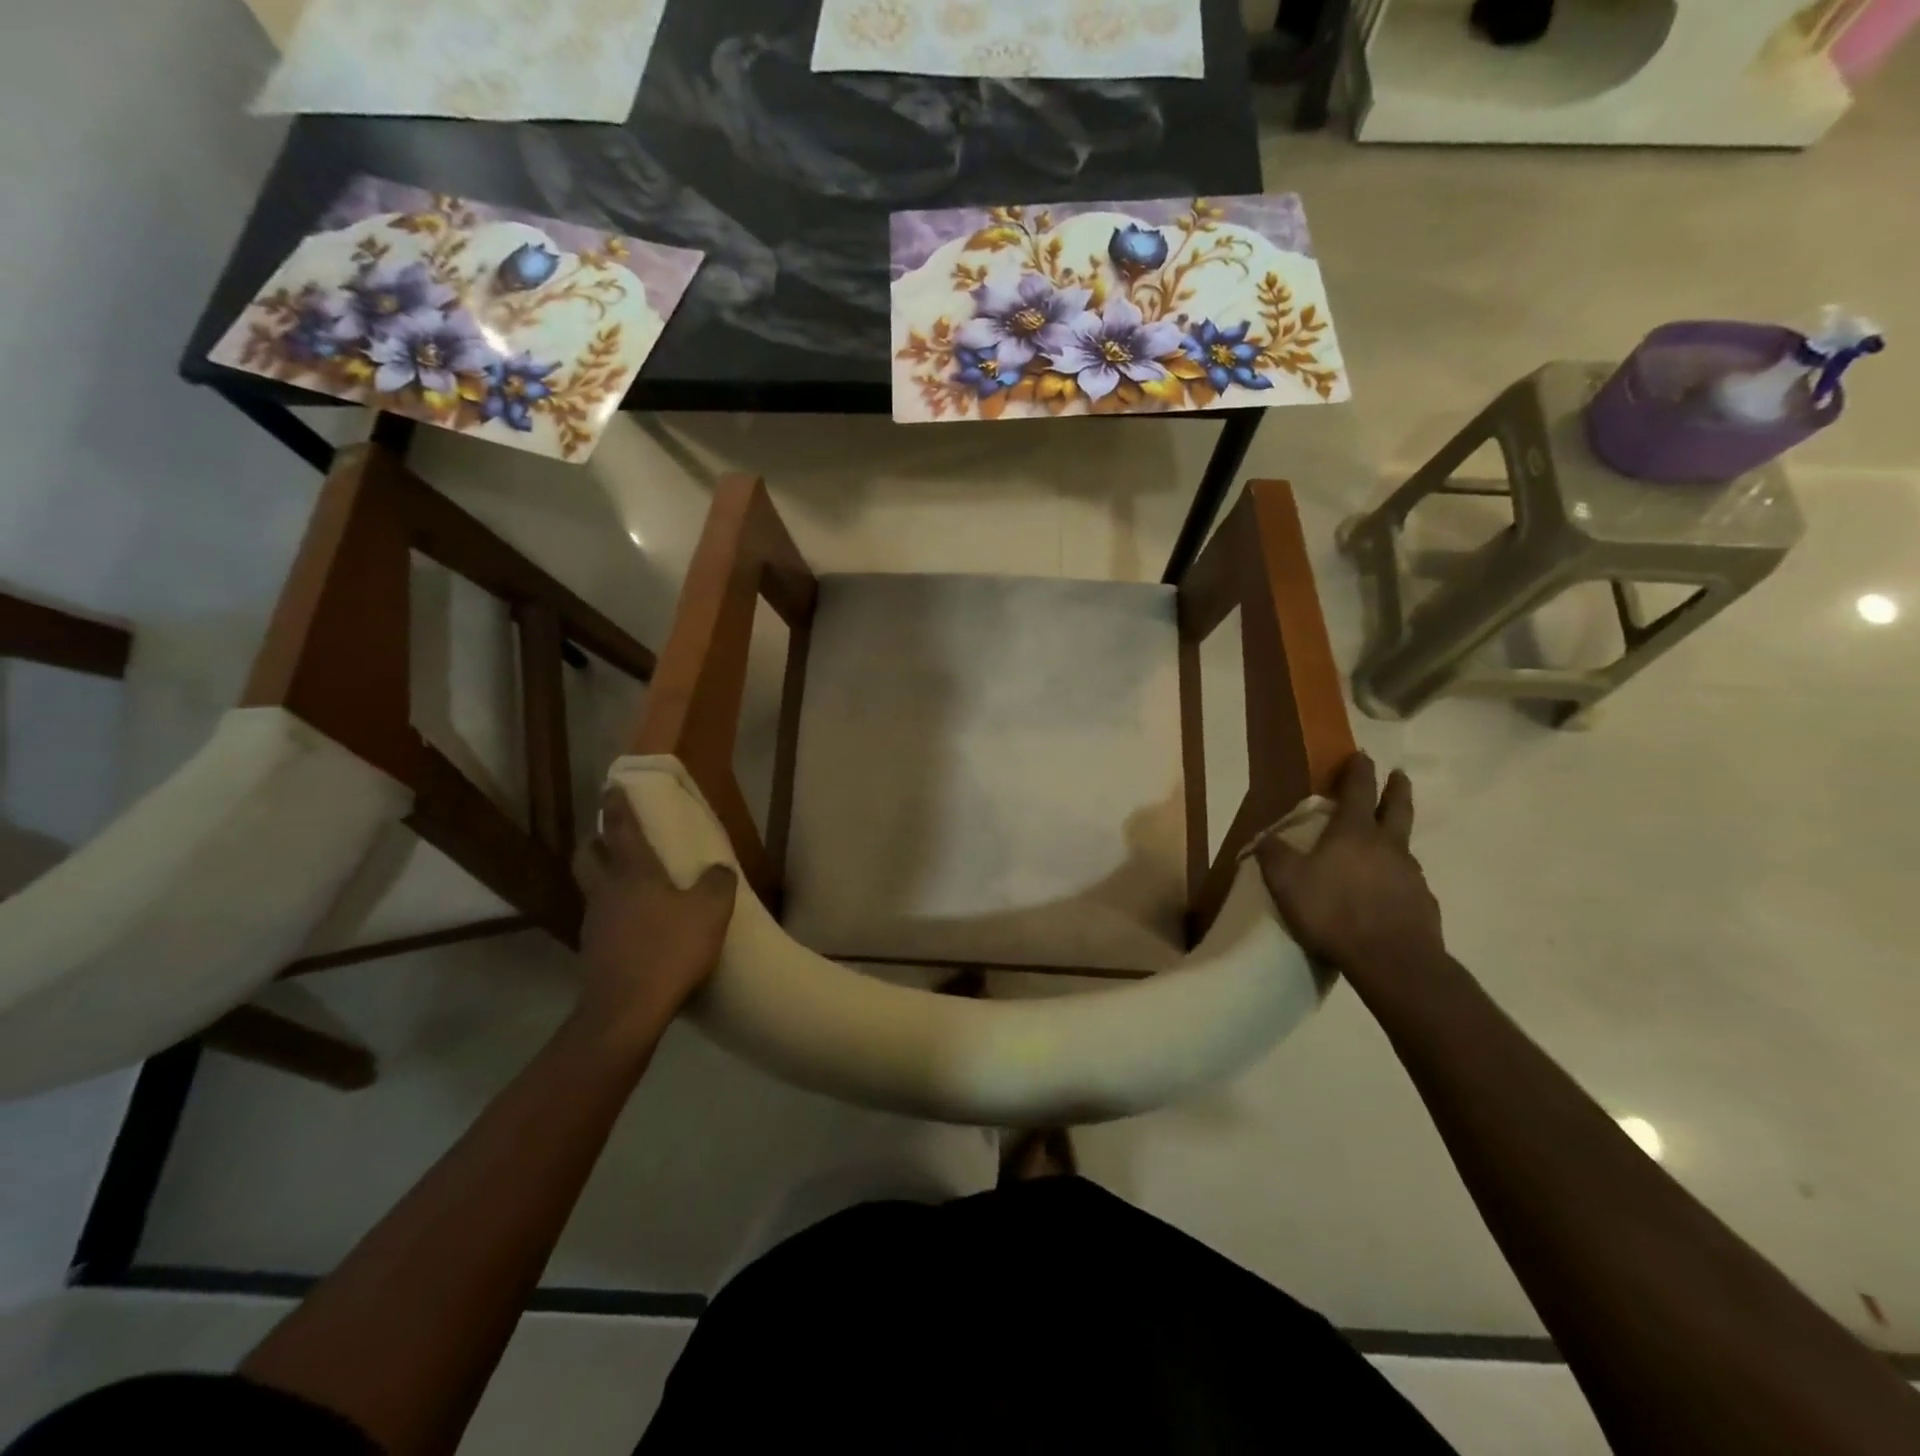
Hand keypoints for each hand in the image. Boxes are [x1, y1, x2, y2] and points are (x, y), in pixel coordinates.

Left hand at [572, 788, 735, 1047]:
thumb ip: (718, 883)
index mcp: (633, 873)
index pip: (621, 828)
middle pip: (588, 855)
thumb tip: (718, 870)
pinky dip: (616, 912)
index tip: (612, 785)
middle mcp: (606, 891)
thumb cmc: (669, 950)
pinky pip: (603, 919)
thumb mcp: (711, 911)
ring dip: (605, 878)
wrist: (626, 1011)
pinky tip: (638, 925)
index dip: (617, 805)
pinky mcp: (594, 952)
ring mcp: (595, 922)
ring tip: (633, 883)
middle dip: (596, 840)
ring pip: (593, 887)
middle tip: (613, 836)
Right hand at [1256, 754, 1444, 976]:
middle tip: (1398, 775)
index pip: (1358, 790)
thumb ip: (1273, 855)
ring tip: (1386, 839)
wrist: (1392, 960)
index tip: (1361, 755)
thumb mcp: (1286, 882)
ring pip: (1404, 844)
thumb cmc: (1334, 912)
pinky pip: (1408, 880)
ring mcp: (1410, 874)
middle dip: (1395, 788)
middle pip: (1397, 807)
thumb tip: (1264, 837)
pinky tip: (1388, 889)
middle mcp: (1387, 845)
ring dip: (1396, 834)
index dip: (1358, 770)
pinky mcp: (1423, 903)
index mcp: (1353, 832)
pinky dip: (1398, 875)